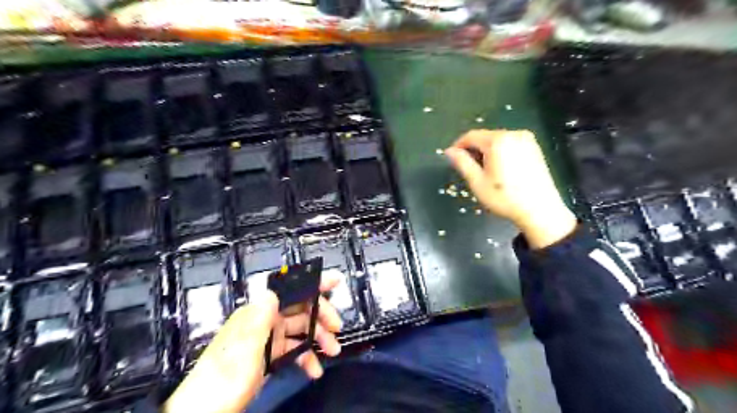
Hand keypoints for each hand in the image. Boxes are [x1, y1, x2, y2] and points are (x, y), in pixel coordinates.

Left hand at [164, 272, 341, 410]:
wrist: (205, 411)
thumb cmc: (226, 377)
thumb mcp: (245, 348)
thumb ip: (260, 319)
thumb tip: (272, 291)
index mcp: (258, 313)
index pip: (290, 291)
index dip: (313, 284)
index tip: (335, 280)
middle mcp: (265, 321)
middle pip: (299, 310)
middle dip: (321, 316)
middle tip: (337, 328)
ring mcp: (267, 339)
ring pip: (299, 331)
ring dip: (317, 339)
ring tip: (333, 351)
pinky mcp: (269, 357)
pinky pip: (293, 350)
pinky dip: (306, 357)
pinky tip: (315, 370)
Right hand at [446, 129, 578, 247]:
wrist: (540, 210)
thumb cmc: (504, 197)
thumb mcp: (477, 182)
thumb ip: (462, 163)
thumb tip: (450, 151)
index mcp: (498, 141)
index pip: (471, 136)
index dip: (459, 146)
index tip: (452, 158)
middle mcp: (513, 134)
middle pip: (485, 137)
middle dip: (473, 150)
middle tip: (468, 168)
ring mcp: (526, 140)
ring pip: (497, 141)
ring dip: (486, 152)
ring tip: (484, 171)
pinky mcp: (534, 147)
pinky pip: (510, 144)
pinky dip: (500, 153)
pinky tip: (500, 170)